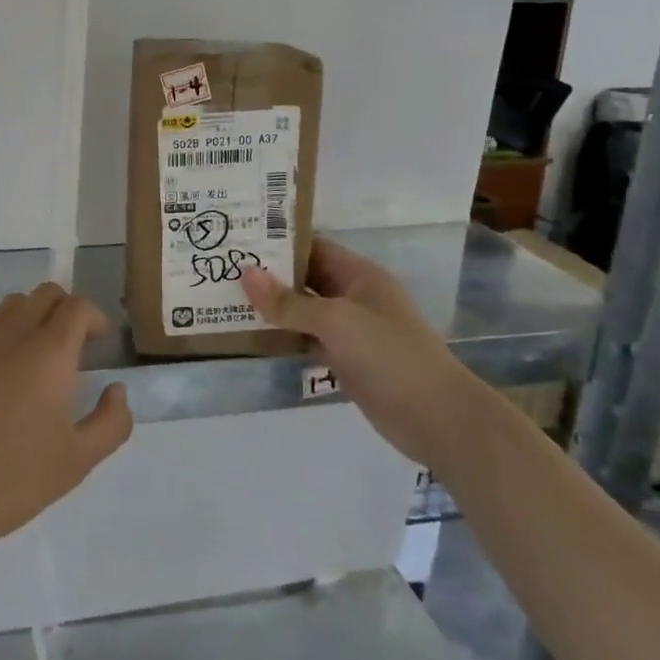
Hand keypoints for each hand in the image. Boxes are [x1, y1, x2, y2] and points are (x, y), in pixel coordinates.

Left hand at [0, 283, 132, 563]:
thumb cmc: (8, 480)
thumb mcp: (76, 463)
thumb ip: (110, 423)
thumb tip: (116, 391)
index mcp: (48, 352)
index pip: (77, 306)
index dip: (95, 318)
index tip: (100, 345)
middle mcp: (12, 334)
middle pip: (46, 294)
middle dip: (67, 311)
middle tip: (74, 349)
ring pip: (12, 305)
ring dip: (33, 318)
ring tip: (37, 360)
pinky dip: (3, 335)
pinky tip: (0, 379)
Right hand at [243, 239, 471, 464]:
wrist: (437, 418)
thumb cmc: (389, 355)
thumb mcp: (336, 321)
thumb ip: (289, 302)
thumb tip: (245, 273)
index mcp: (359, 275)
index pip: (312, 247)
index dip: (278, 243)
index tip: (238, 240)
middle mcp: (354, 296)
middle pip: (305, 278)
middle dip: (269, 276)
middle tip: (223, 271)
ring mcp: (351, 330)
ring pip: (304, 311)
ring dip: (273, 308)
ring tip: (227, 300)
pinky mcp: (347, 360)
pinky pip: (309, 340)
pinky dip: (285, 338)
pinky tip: (253, 337)